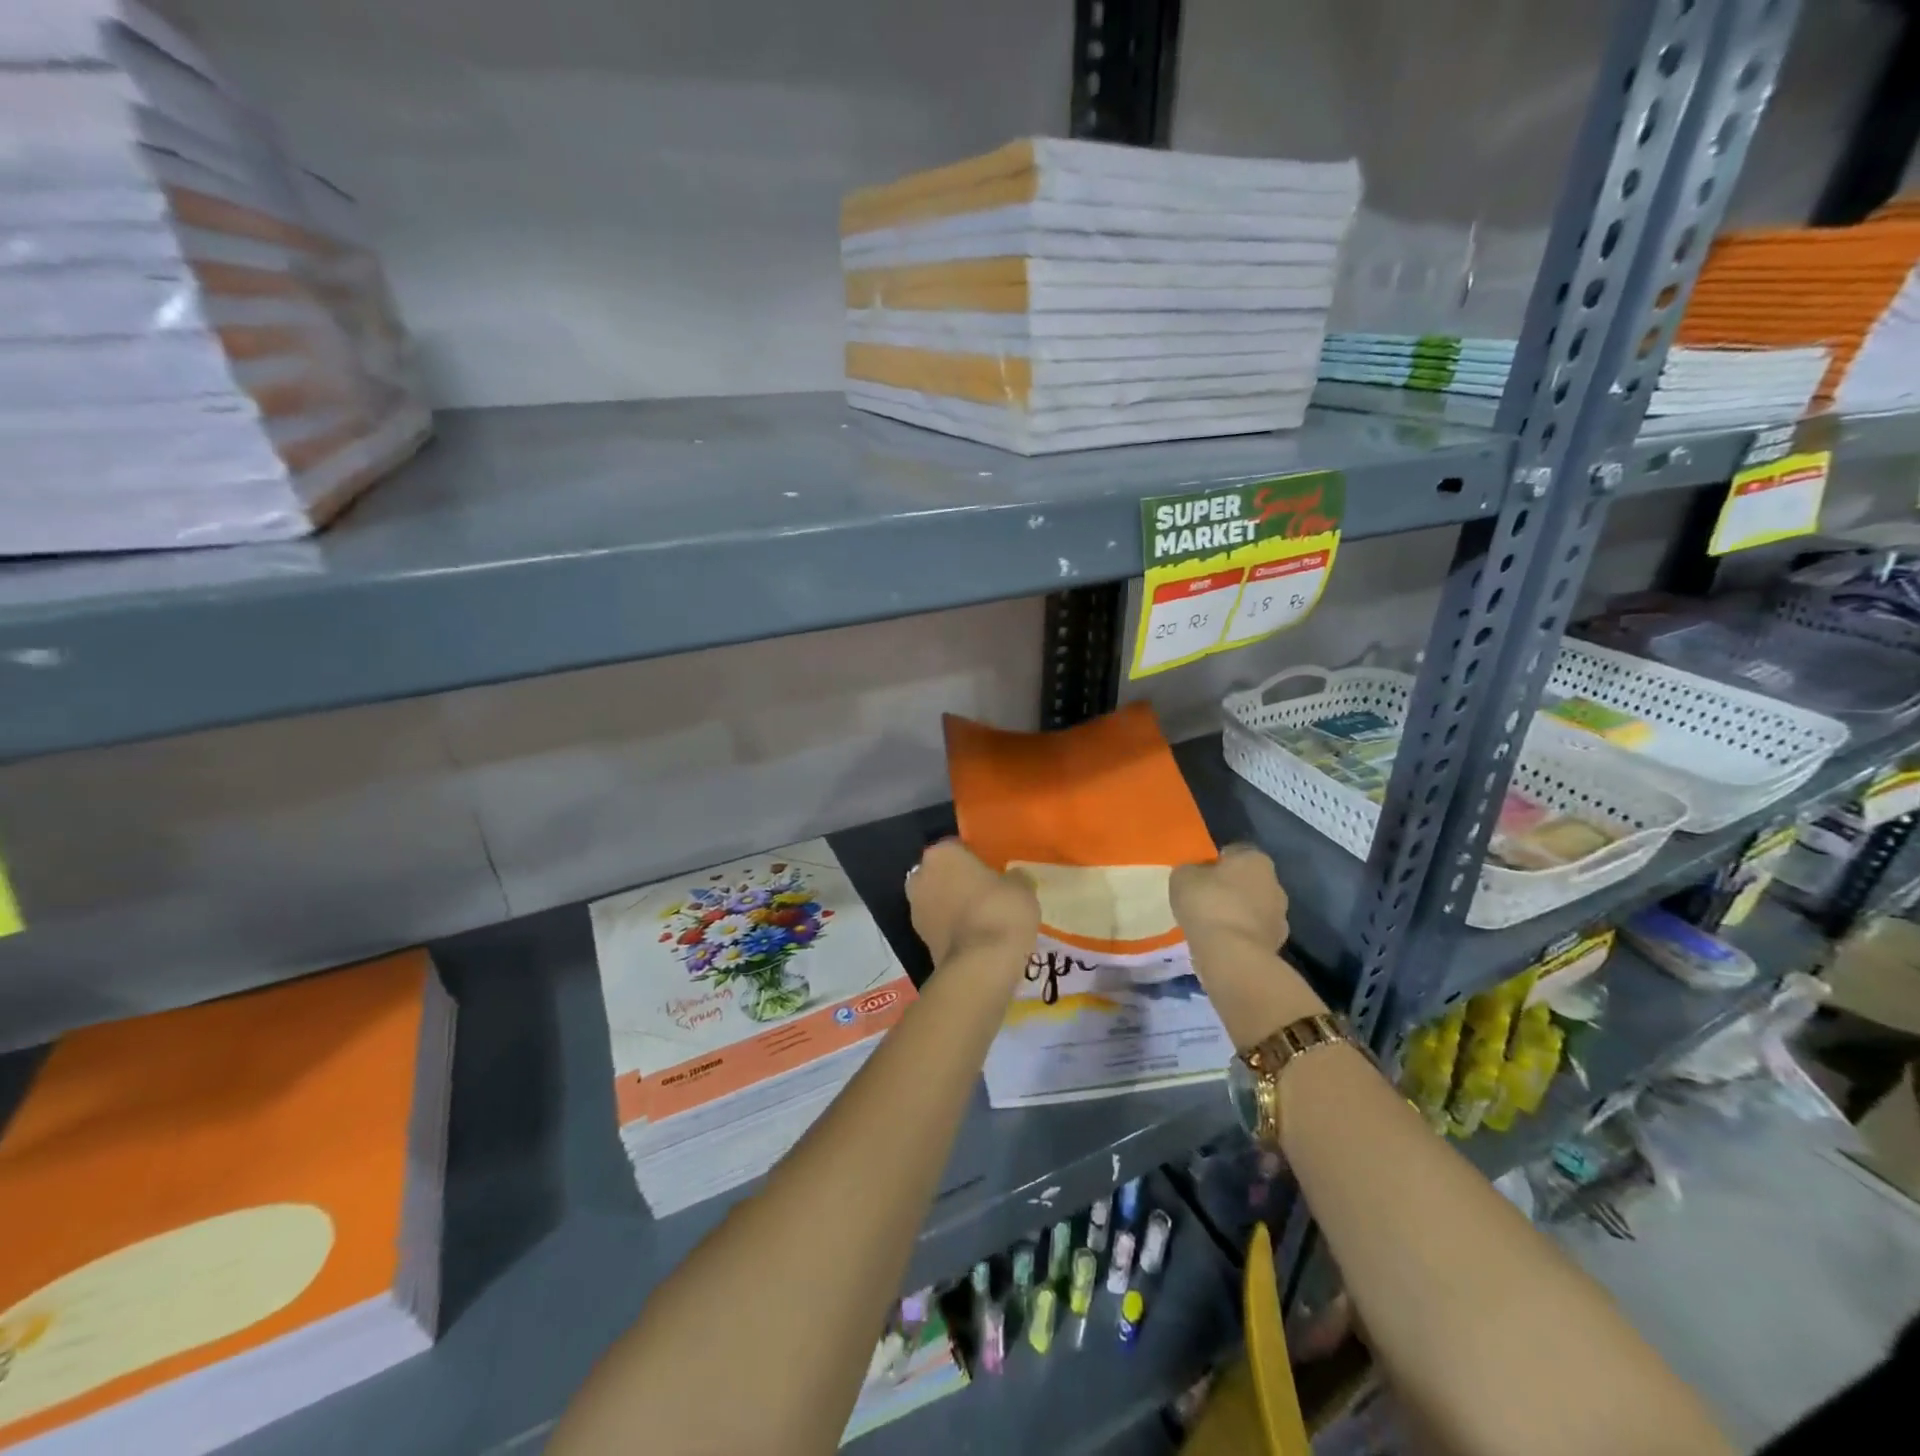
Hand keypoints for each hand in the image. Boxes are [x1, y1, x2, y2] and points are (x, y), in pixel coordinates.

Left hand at [907, 840, 1039, 965]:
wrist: (980, 965)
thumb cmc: (1000, 911)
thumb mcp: (1022, 887)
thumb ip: (1014, 877)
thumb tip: (1014, 879)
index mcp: (942, 854)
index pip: (958, 847)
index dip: (976, 858)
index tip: (993, 870)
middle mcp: (921, 876)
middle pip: (942, 873)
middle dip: (959, 881)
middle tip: (987, 892)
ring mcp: (915, 909)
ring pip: (938, 899)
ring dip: (954, 905)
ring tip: (983, 917)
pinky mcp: (919, 939)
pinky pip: (940, 924)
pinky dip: (952, 928)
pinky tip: (975, 937)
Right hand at [1169, 843, 1288, 951]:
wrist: (1232, 956)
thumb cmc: (1207, 904)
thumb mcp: (1182, 877)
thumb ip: (1191, 871)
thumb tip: (1196, 875)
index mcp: (1255, 859)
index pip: (1234, 852)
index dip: (1215, 862)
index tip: (1199, 875)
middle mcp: (1275, 884)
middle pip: (1247, 881)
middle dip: (1229, 888)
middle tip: (1204, 900)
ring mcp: (1280, 917)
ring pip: (1252, 909)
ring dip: (1236, 914)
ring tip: (1210, 925)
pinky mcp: (1277, 945)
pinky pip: (1252, 933)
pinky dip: (1239, 936)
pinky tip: (1220, 943)